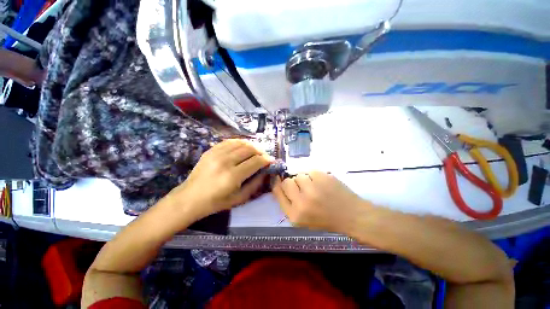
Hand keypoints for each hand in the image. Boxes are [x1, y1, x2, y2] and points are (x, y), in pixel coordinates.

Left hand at [168, 139, 272, 219]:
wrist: (190, 198)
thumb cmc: (216, 202)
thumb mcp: (239, 198)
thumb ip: (255, 184)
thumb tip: (266, 171)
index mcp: (233, 176)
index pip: (256, 161)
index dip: (266, 160)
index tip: (271, 161)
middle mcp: (225, 162)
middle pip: (250, 149)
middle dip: (261, 151)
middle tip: (264, 156)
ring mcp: (216, 154)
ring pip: (241, 143)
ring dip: (252, 145)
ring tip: (256, 151)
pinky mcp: (211, 150)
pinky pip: (230, 141)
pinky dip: (240, 143)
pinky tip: (243, 147)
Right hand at [272, 171, 365, 232]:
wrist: (351, 215)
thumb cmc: (326, 219)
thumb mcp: (302, 219)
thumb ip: (288, 203)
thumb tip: (279, 184)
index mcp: (294, 215)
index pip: (278, 192)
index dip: (277, 184)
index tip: (278, 180)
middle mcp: (301, 202)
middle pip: (286, 182)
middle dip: (292, 183)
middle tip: (302, 187)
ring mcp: (313, 189)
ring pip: (299, 175)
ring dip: (305, 179)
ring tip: (315, 187)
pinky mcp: (322, 177)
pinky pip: (310, 171)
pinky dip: (314, 176)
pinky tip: (322, 184)